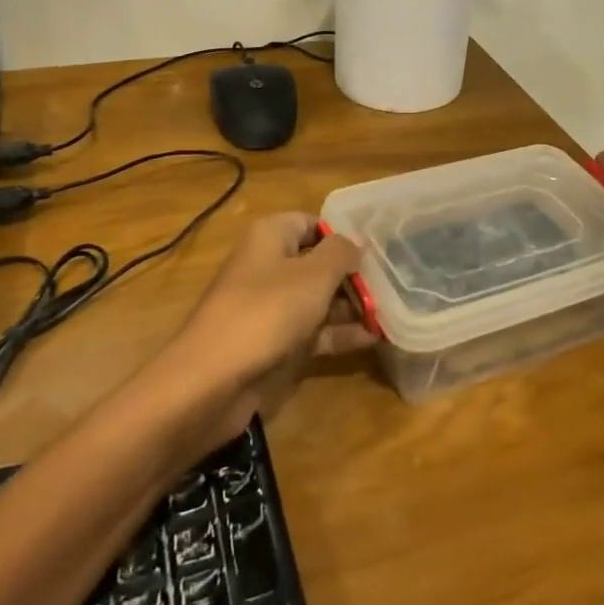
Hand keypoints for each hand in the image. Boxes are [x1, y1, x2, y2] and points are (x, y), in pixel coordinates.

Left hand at [166, 213, 376, 433]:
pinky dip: (338, 333)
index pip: (311, 223)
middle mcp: (267, 266)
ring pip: (316, 299)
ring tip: (389, 312)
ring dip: (350, 306)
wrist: (211, 381)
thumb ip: (340, 253)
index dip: (342, 235)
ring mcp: (268, 307)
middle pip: (317, 262)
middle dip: (352, 274)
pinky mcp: (271, 343)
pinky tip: (372, 338)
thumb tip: (355, 241)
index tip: (377, 250)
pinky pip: (311, 331)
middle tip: (392, 285)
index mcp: (270, 237)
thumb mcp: (313, 276)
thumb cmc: (266, 313)